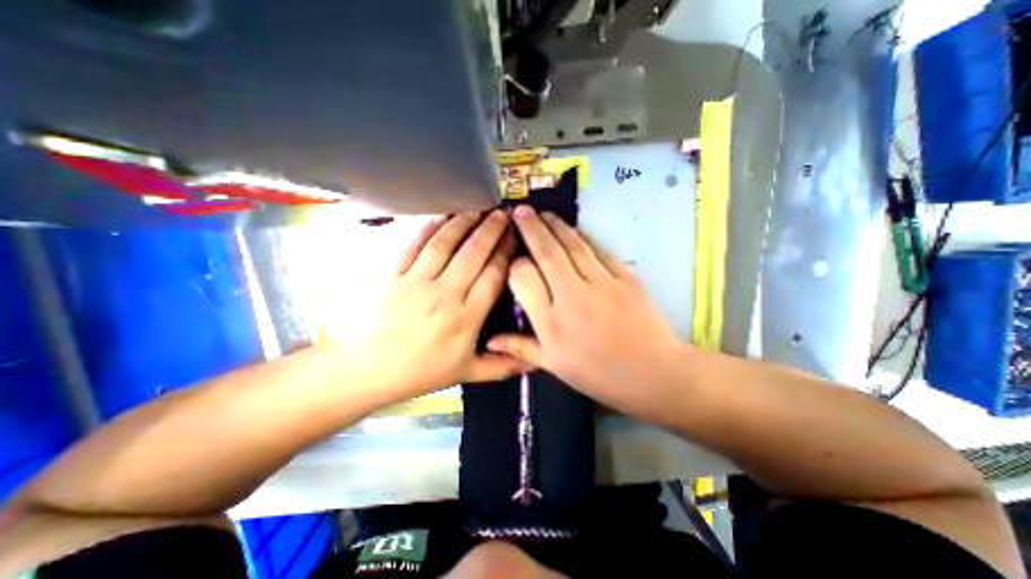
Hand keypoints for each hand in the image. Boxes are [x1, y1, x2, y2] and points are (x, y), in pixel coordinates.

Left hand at [356, 210, 529, 403]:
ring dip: (463, 223)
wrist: (369, 369)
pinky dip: (429, 227)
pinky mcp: (393, 274)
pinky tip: (442, 215)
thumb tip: (537, 362)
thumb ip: (503, 365)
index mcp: (466, 318)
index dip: (506, 253)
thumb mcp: (467, 373)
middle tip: (502, 215)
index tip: (515, 237)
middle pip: (473, 254)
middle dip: (491, 231)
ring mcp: (416, 281)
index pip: (492, 275)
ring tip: (478, 209)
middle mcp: (445, 294)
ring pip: (445, 244)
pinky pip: (414, 245)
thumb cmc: (423, 371)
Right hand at [486, 206, 692, 420]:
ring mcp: (602, 283)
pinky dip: (583, 237)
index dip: (516, 264)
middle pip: (547, 252)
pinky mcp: (625, 277)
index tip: (515, 259)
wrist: (654, 374)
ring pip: (573, 245)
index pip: (524, 278)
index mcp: (551, 323)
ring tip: (543, 213)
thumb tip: (489, 340)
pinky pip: (599, 250)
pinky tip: (574, 231)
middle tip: (520, 210)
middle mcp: (572, 297)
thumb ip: (521, 348)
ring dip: (555, 225)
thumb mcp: (555, 366)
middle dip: (531, 228)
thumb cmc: (599, 375)